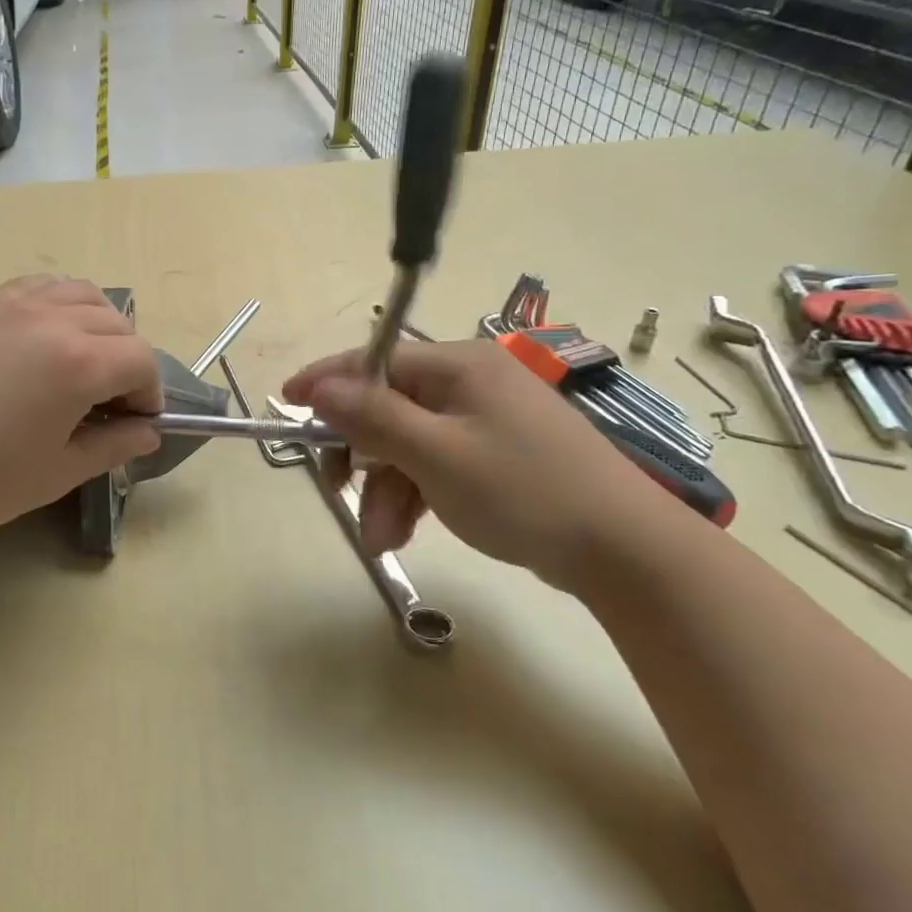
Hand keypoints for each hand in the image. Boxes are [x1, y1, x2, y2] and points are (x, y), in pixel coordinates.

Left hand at [0, 276, 162, 546]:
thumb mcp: (54, 473)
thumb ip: (111, 448)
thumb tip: (147, 433)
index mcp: (79, 363)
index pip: (141, 361)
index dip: (149, 393)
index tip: (138, 424)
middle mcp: (54, 320)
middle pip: (118, 324)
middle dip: (129, 361)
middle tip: (111, 403)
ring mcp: (14, 307)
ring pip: (82, 294)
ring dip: (100, 325)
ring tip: (86, 363)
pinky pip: (39, 287)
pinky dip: (60, 303)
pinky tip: (47, 335)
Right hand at [282, 339, 669, 584]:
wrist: (625, 552)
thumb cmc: (525, 492)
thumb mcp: (437, 455)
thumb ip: (373, 417)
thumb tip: (320, 387)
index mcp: (459, 366)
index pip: (375, 360)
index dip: (327, 381)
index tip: (286, 403)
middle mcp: (470, 383)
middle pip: (388, 407)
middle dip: (362, 455)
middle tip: (338, 494)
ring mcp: (486, 420)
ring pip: (409, 443)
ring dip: (386, 488)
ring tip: (381, 538)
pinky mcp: (496, 455)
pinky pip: (436, 463)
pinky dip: (415, 494)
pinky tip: (406, 531)